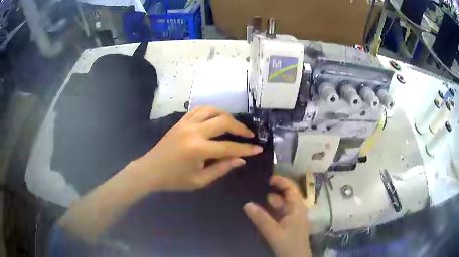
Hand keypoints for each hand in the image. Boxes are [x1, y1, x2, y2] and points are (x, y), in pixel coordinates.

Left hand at [128, 107, 262, 190]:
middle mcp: (194, 131)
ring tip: (233, 125)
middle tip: (248, 135)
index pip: (229, 147)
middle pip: (223, 121)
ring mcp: (186, 123)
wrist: (150, 170)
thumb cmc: (174, 179)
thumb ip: (221, 168)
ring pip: (212, 110)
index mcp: (198, 149)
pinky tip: (215, 118)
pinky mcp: (180, 121)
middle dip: (240, 128)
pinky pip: (199, 110)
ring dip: (226, 116)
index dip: (246, 149)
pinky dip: (211, 111)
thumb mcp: (200, 180)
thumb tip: (240, 160)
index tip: (259, 148)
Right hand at [243, 176, 310, 256]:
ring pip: (280, 205)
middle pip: (284, 195)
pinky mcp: (287, 224)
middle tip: (254, 188)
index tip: (265, 178)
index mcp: (297, 207)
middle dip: (271, 191)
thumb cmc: (289, 244)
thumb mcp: (274, 231)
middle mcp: (296, 209)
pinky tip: (257, 211)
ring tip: (252, 198)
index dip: (280, 180)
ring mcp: (292, 217)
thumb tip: (246, 204)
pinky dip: (269, 211)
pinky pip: (277, 213)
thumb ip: (260, 218)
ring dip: (268, 202)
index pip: (290, 187)